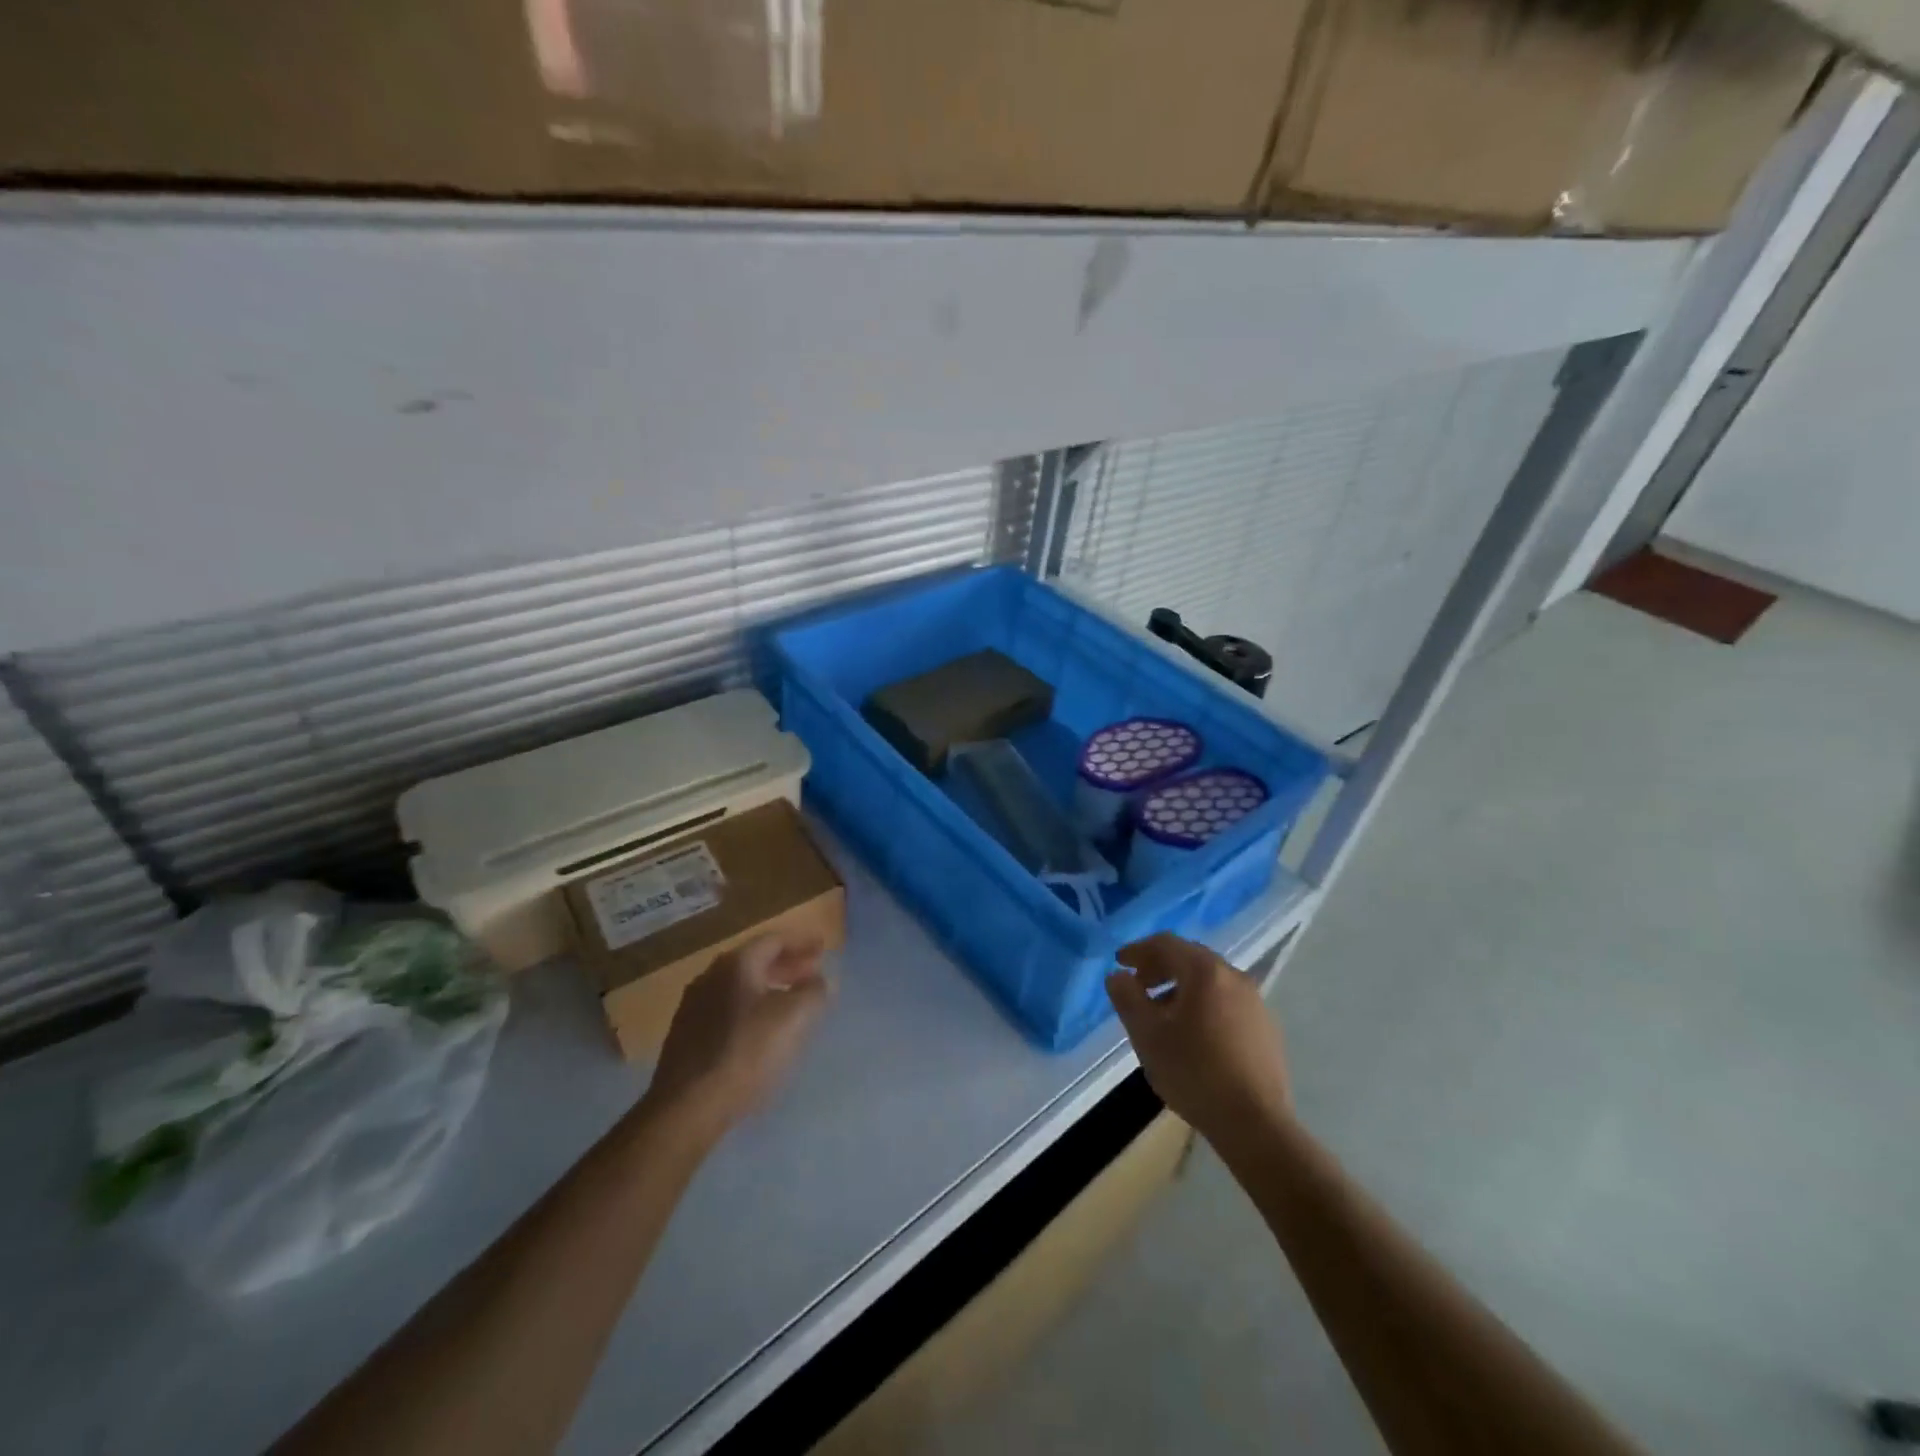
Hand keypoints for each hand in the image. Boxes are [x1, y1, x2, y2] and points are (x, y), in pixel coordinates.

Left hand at [646, 935, 831, 1137]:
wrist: (687, 1107)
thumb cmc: (746, 1053)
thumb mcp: (795, 1018)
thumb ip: (814, 992)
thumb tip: (819, 980)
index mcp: (736, 964)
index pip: (774, 940)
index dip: (802, 942)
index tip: (823, 947)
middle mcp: (710, 976)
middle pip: (756, 960)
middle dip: (787, 965)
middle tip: (812, 974)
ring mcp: (693, 1006)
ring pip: (740, 986)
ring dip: (769, 987)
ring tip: (791, 1001)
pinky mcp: (685, 1035)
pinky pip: (726, 1008)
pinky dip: (750, 1007)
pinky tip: (761, 1029)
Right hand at [1106, 932, 1291, 1142]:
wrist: (1255, 1123)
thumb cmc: (1193, 1072)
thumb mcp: (1147, 1034)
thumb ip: (1127, 998)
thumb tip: (1117, 976)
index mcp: (1205, 971)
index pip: (1166, 944)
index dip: (1138, 950)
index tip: (1119, 963)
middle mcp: (1234, 976)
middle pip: (1190, 958)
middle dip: (1160, 967)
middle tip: (1138, 986)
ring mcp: (1255, 1002)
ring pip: (1210, 981)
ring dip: (1181, 988)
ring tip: (1162, 1014)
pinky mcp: (1266, 1028)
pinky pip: (1227, 1002)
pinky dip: (1203, 1005)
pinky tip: (1194, 1035)